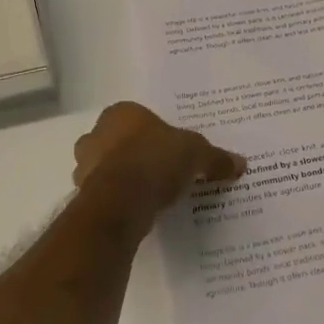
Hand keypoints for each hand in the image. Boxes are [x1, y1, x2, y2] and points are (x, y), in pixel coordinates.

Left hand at [72, 103, 244, 222]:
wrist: (121, 201)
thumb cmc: (156, 160)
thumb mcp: (197, 154)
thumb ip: (215, 158)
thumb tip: (240, 163)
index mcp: (122, 113)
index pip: (137, 117)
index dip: (153, 132)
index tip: (169, 148)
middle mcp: (97, 133)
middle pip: (116, 140)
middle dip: (132, 153)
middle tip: (158, 169)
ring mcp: (85, 165)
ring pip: (105, 167)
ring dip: (121, 177)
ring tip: (149, 193)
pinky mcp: (83, 195)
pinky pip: (104, 193)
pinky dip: (117, 200)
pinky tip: (137, 209)